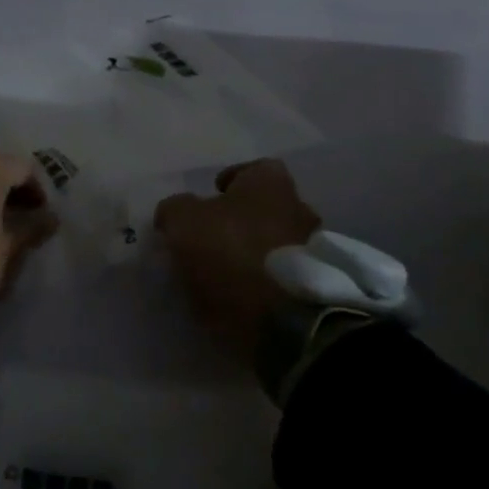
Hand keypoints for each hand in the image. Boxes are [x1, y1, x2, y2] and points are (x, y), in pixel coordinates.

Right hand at [154, 159, 321, 355]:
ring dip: (253, 251)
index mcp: (271, 183)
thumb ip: (175, 209)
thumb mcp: (183, 222)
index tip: (211, 196)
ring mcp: (312, 250)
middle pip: (266, 206)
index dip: (229, 180)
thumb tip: (174, 212)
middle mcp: (299, 208)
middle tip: (211, 235)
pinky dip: (263, 280)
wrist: (281, 319)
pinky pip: (281, 275)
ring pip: (275, 241)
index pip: (252, 169)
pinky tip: (240, 293)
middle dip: (241, 218)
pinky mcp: (314, 288)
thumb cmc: (231, 253)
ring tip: (222, 270)